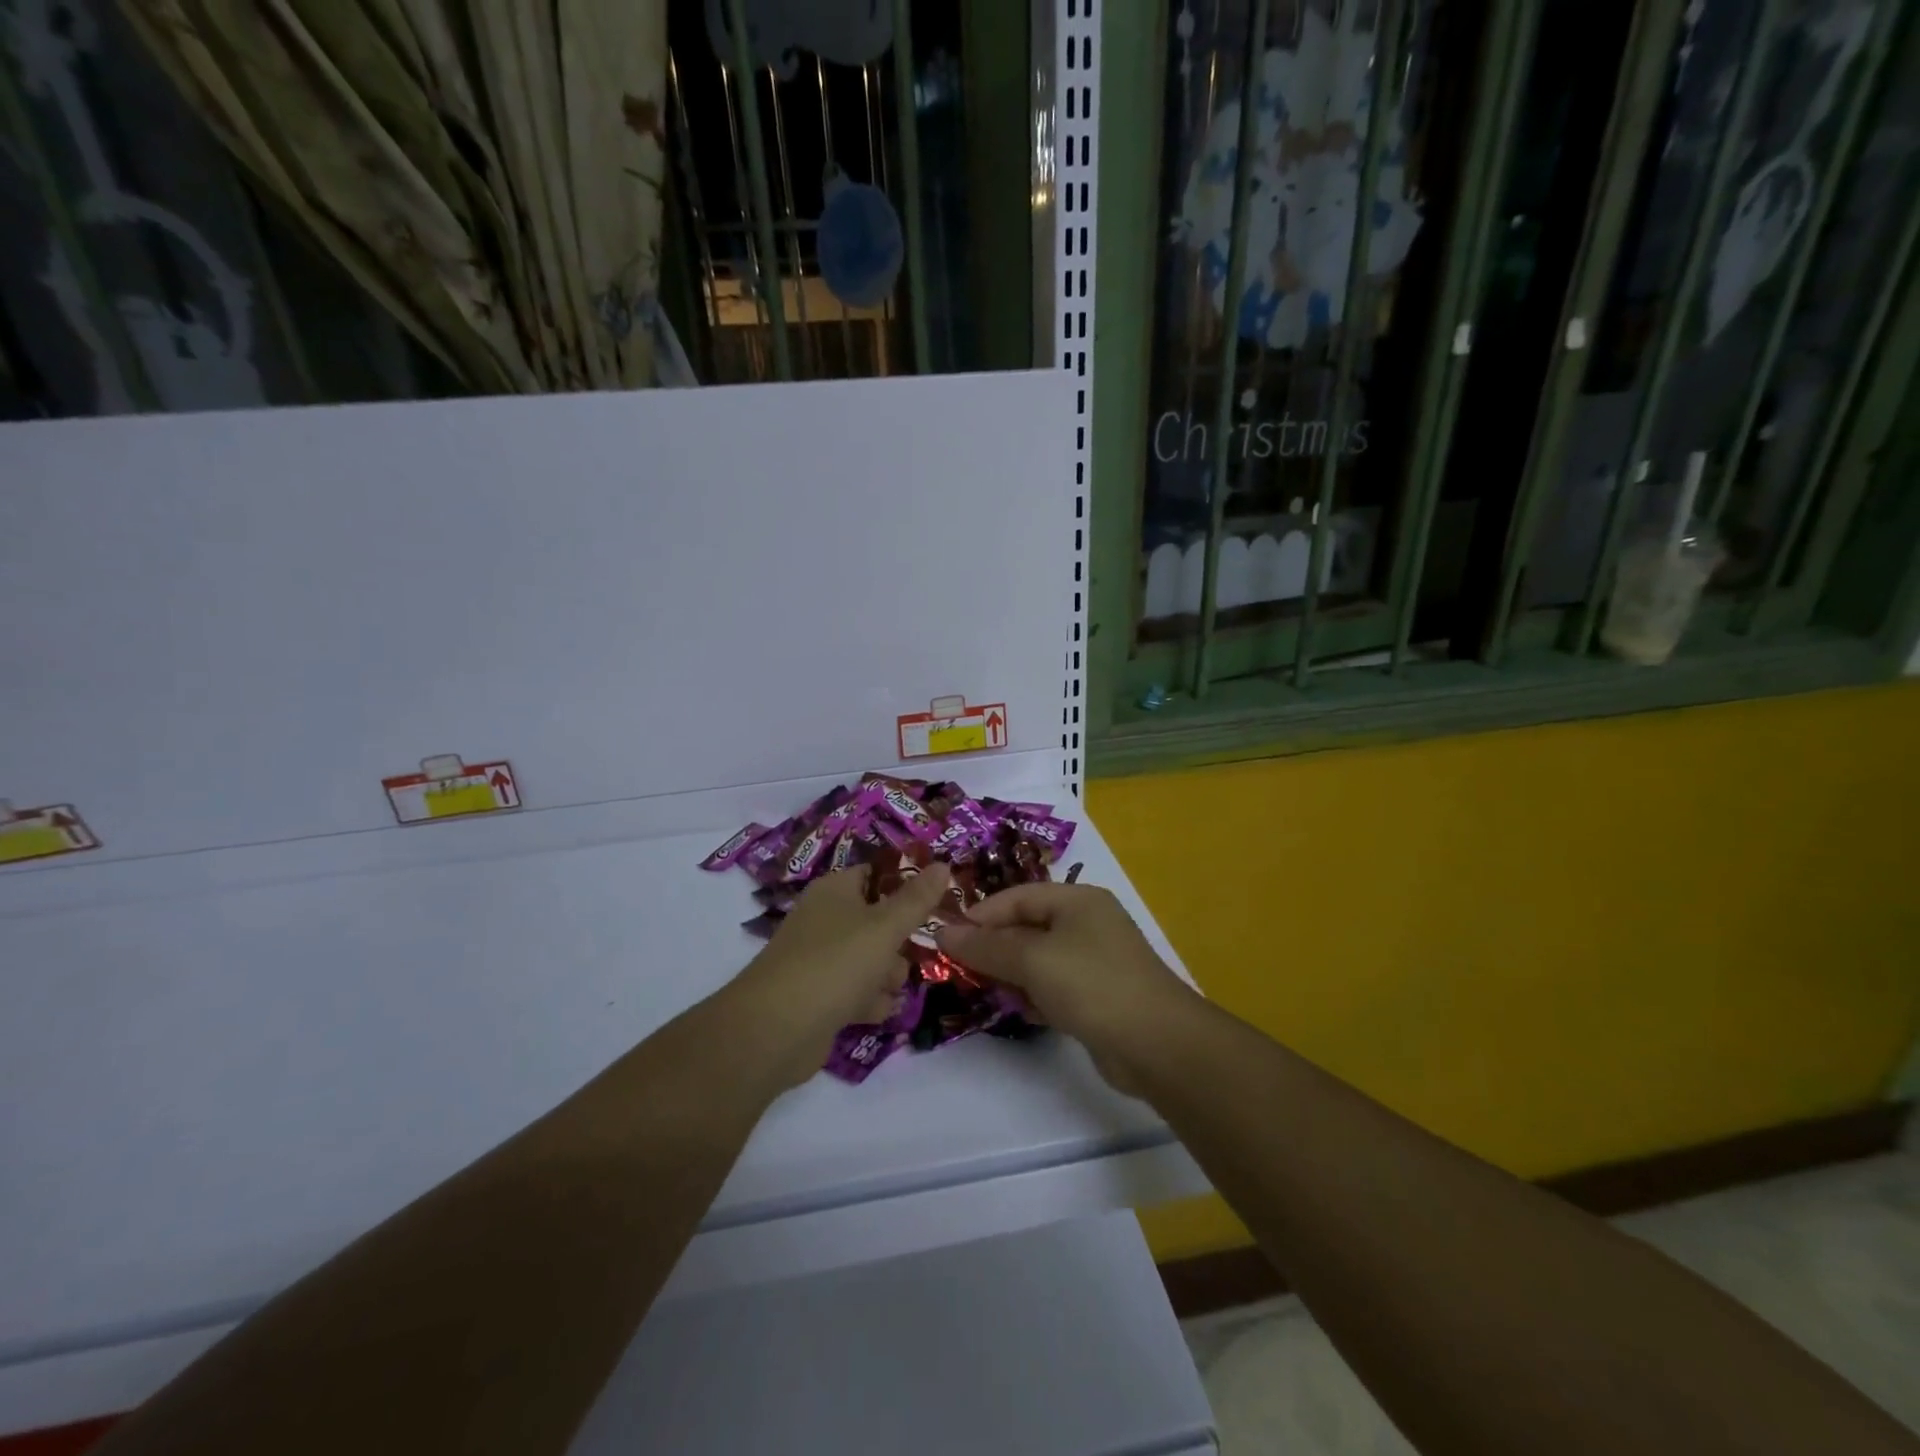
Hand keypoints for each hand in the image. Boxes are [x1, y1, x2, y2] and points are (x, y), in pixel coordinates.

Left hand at [726, 863, 952, 1089]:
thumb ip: (917, 899)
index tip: (936, 901)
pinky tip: (878, 1013)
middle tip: (913, 955)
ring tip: (890, 991)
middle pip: (877, 921)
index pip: (876, 875)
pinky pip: (855, 991)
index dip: (906, 885)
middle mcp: (825, 920)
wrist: (776, 1030)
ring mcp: (819, 960)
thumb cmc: (835, 964)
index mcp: (835, 891)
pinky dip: (868, 1001)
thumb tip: (943, 863)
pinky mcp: (818, 997)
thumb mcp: (885, 927)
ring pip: (869, 959)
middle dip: (899, 942)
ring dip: (887, 977)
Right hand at [935, 882, 1191, 1088]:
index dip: (982, 914)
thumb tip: (944, 931)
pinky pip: (1053, 986)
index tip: (949, 937)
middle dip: (995, 947)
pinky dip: (1035, 996)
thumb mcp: (1033, 960)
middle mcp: (1087, 924)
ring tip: (988, 992)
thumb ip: (987, 946)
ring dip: (1012, 974)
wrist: (1157, 1044)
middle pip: (1027, 927)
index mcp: (1078, 900)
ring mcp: (1094, 961)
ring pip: (1038, 960)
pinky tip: (1022, 1012)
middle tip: (962, 969)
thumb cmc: (1092, 985)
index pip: (1018, 896)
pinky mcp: (1097, 995)